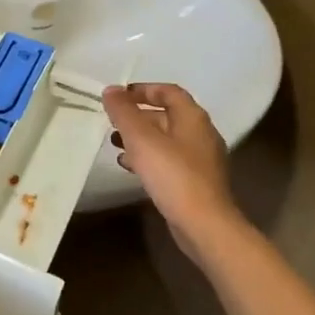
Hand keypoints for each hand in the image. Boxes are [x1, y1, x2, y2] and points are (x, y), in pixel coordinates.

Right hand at [103, 83, 239, 253]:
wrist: (204, 224)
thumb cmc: (173, 175)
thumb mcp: (141, 139)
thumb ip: (124, 113)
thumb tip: (111, 90)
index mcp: (193, 118)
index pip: (169, 92)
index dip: (144, 90)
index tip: (119, 96)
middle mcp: (201, 134)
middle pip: (167, 115)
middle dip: (138, 116)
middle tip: (113, 122)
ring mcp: (201, 159)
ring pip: (166, 140)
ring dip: (141, 139)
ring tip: (116, 144)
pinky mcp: (196, 182)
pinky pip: (169, 160)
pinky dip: (149, 158)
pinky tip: (130, 168)